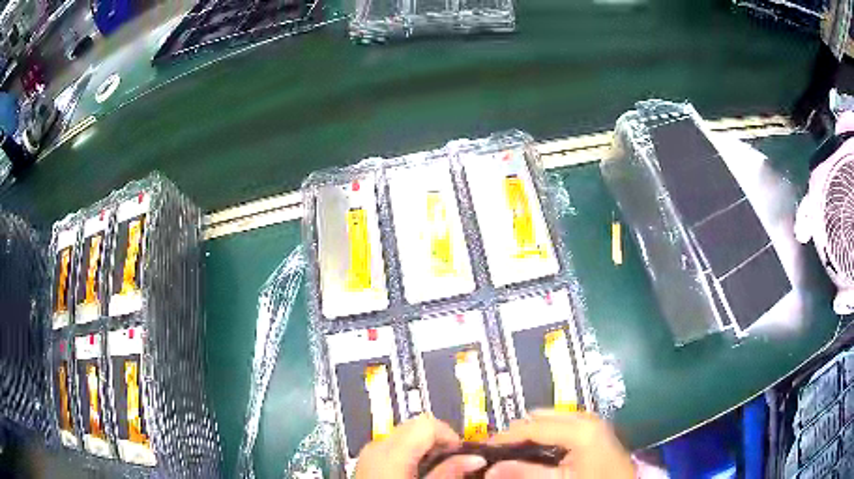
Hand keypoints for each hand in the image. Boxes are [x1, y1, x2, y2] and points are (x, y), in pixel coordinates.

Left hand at [354, 413, 487, 478]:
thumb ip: (449, 473)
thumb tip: (475, 458)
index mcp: (390, 451)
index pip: (427, 424)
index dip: (450, 437)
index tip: (463, 458)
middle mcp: (377, 447)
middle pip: (415, 428)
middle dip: (439, 444)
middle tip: (454, 467)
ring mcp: (369, 455)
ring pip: (405, 439)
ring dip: (426, 452)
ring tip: (436, 474)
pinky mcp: (367, 465)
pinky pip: (393, 451)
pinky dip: (410, 458)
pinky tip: (416, 477)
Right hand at [485, 410, 634, 478]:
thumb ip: (526, 474)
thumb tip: (491, 469)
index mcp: (580, 428)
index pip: (532, 426)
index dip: (505, 436)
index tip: (483, 448)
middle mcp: (586, 418)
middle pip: (541, 417)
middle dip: (517, 432)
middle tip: (497, 451)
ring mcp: (592, 422)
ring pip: (551, 420)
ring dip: (530, 433)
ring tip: (512, 451)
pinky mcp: (594, 430)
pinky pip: (562, 425)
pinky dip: (545, 434)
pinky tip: (536, 451)